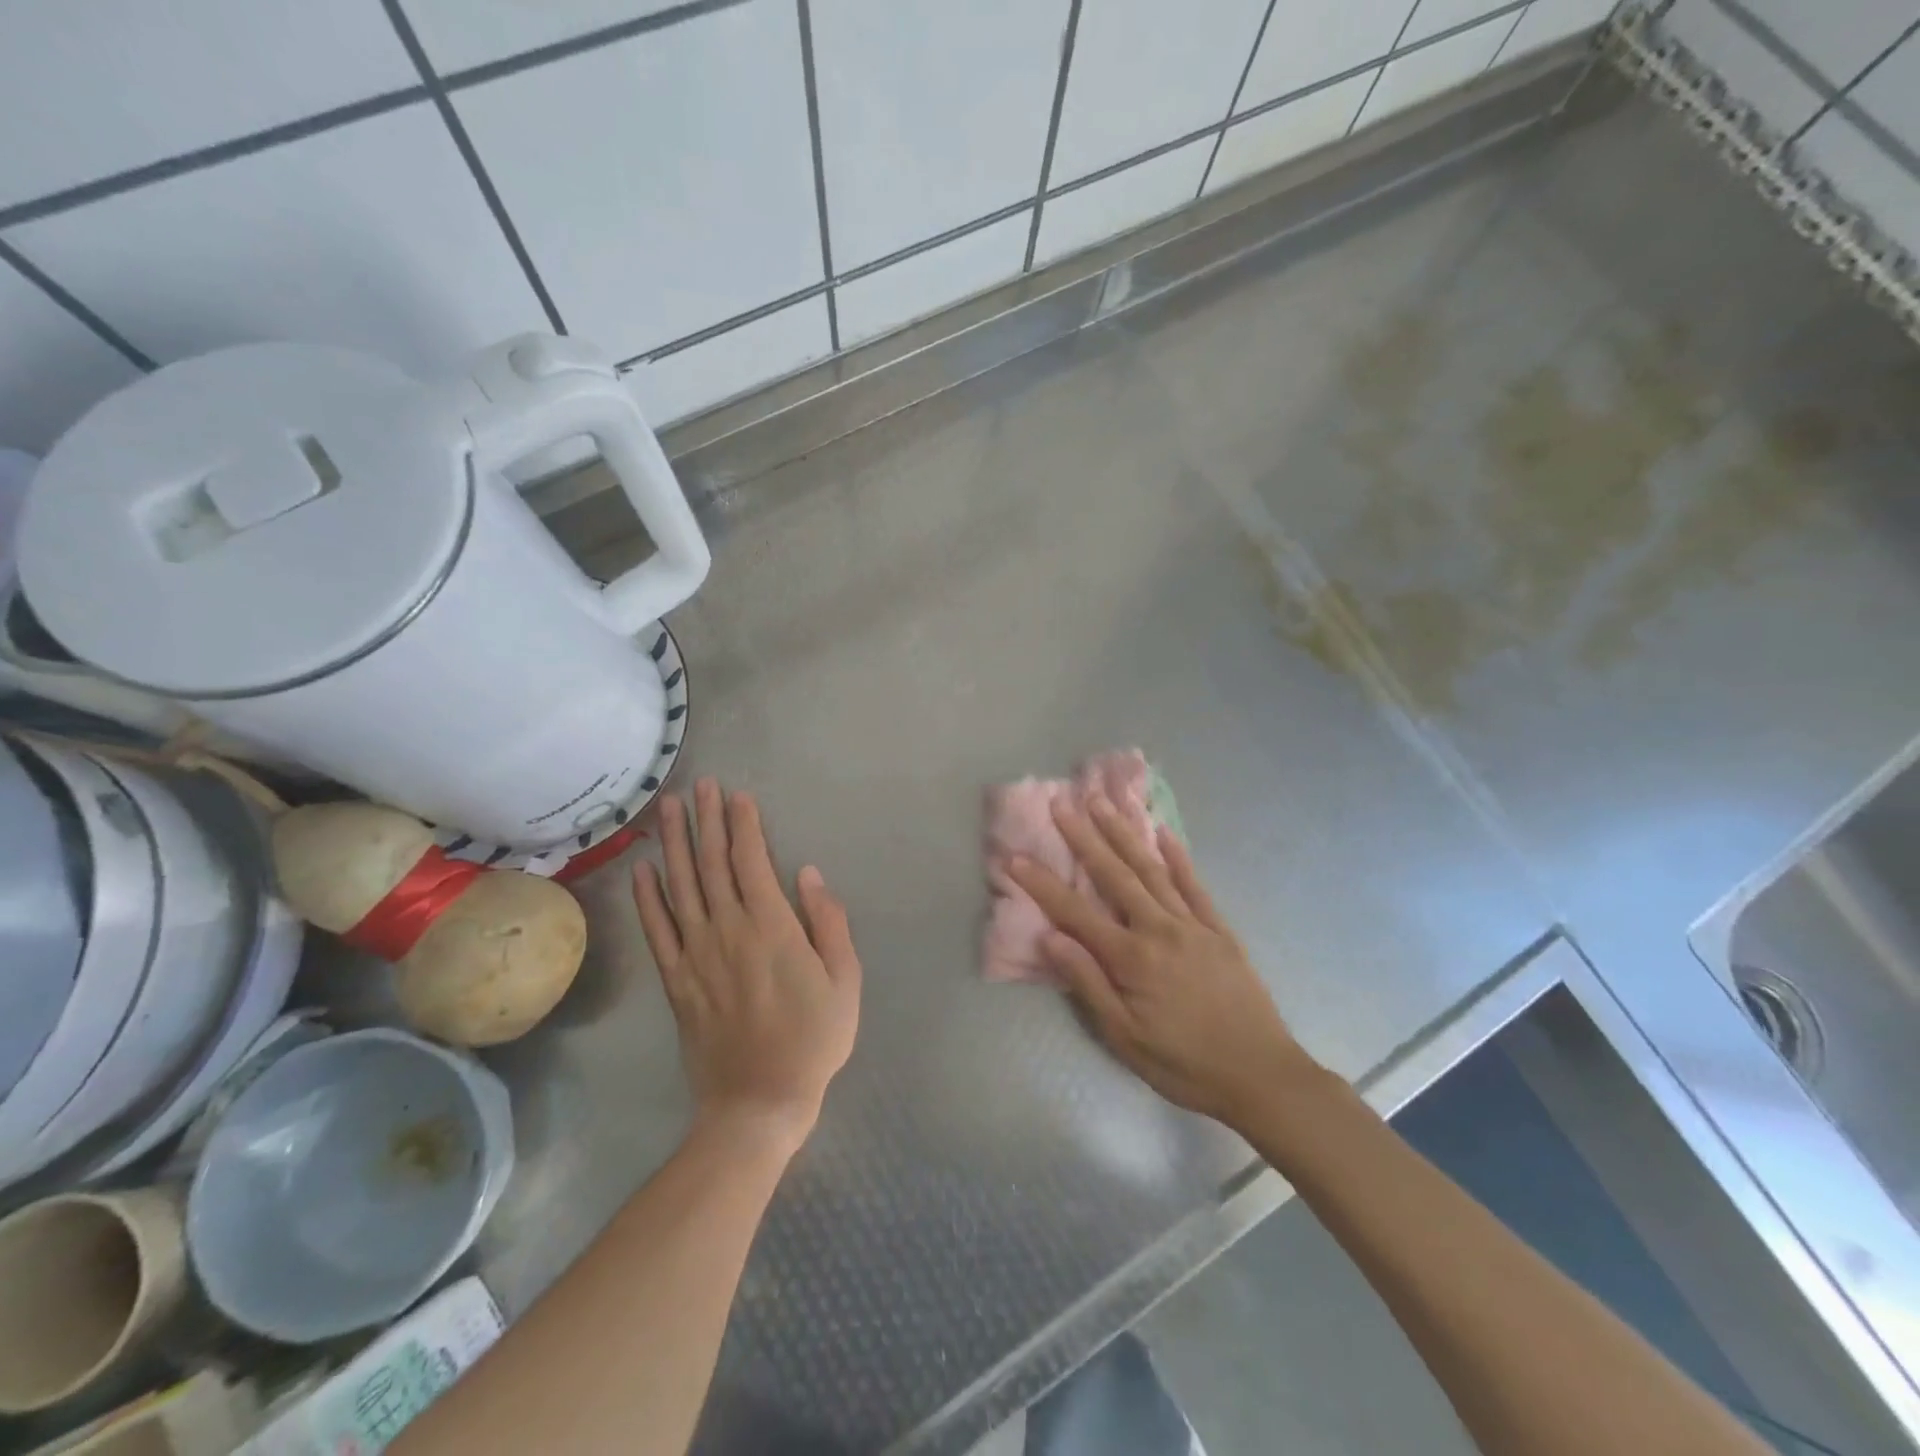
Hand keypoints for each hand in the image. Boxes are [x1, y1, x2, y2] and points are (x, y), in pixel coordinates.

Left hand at [633, 778, 860, 1155]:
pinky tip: (643, 870)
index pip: (752, 862)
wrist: (758, 1101)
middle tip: (699, 784)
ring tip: (668, 809)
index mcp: (771, 927)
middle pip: (713, 864)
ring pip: (681, 887)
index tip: (737, 795)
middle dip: (707, 820)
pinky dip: (648, 898)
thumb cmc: (813, 1039)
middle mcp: (727, 930)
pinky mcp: (676, 980)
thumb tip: (809, 874)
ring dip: (674, 844)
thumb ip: (828, 923)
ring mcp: (696, 954)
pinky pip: (657, 930)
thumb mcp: (844, 980)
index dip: (743, 825)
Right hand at [1005, 795, 1317, 1127]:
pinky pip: (1195, 885)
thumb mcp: (1124, 1036)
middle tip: (1062, 802)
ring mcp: (1193, 924)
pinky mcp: (1219, 929)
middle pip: (1114, 875)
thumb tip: (1050, 937)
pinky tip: (1163, 833)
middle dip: (1084, 836)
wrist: (1262, 1076)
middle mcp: (1159, 929)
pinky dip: (1178, 857)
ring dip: (1124, 833)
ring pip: (1151, 869)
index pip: (1074, 912)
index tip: (1014, 856)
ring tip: (1103, 802)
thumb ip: (1087, 983)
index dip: (1041, 883)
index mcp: (1131, 957)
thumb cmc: (1184, 1064)